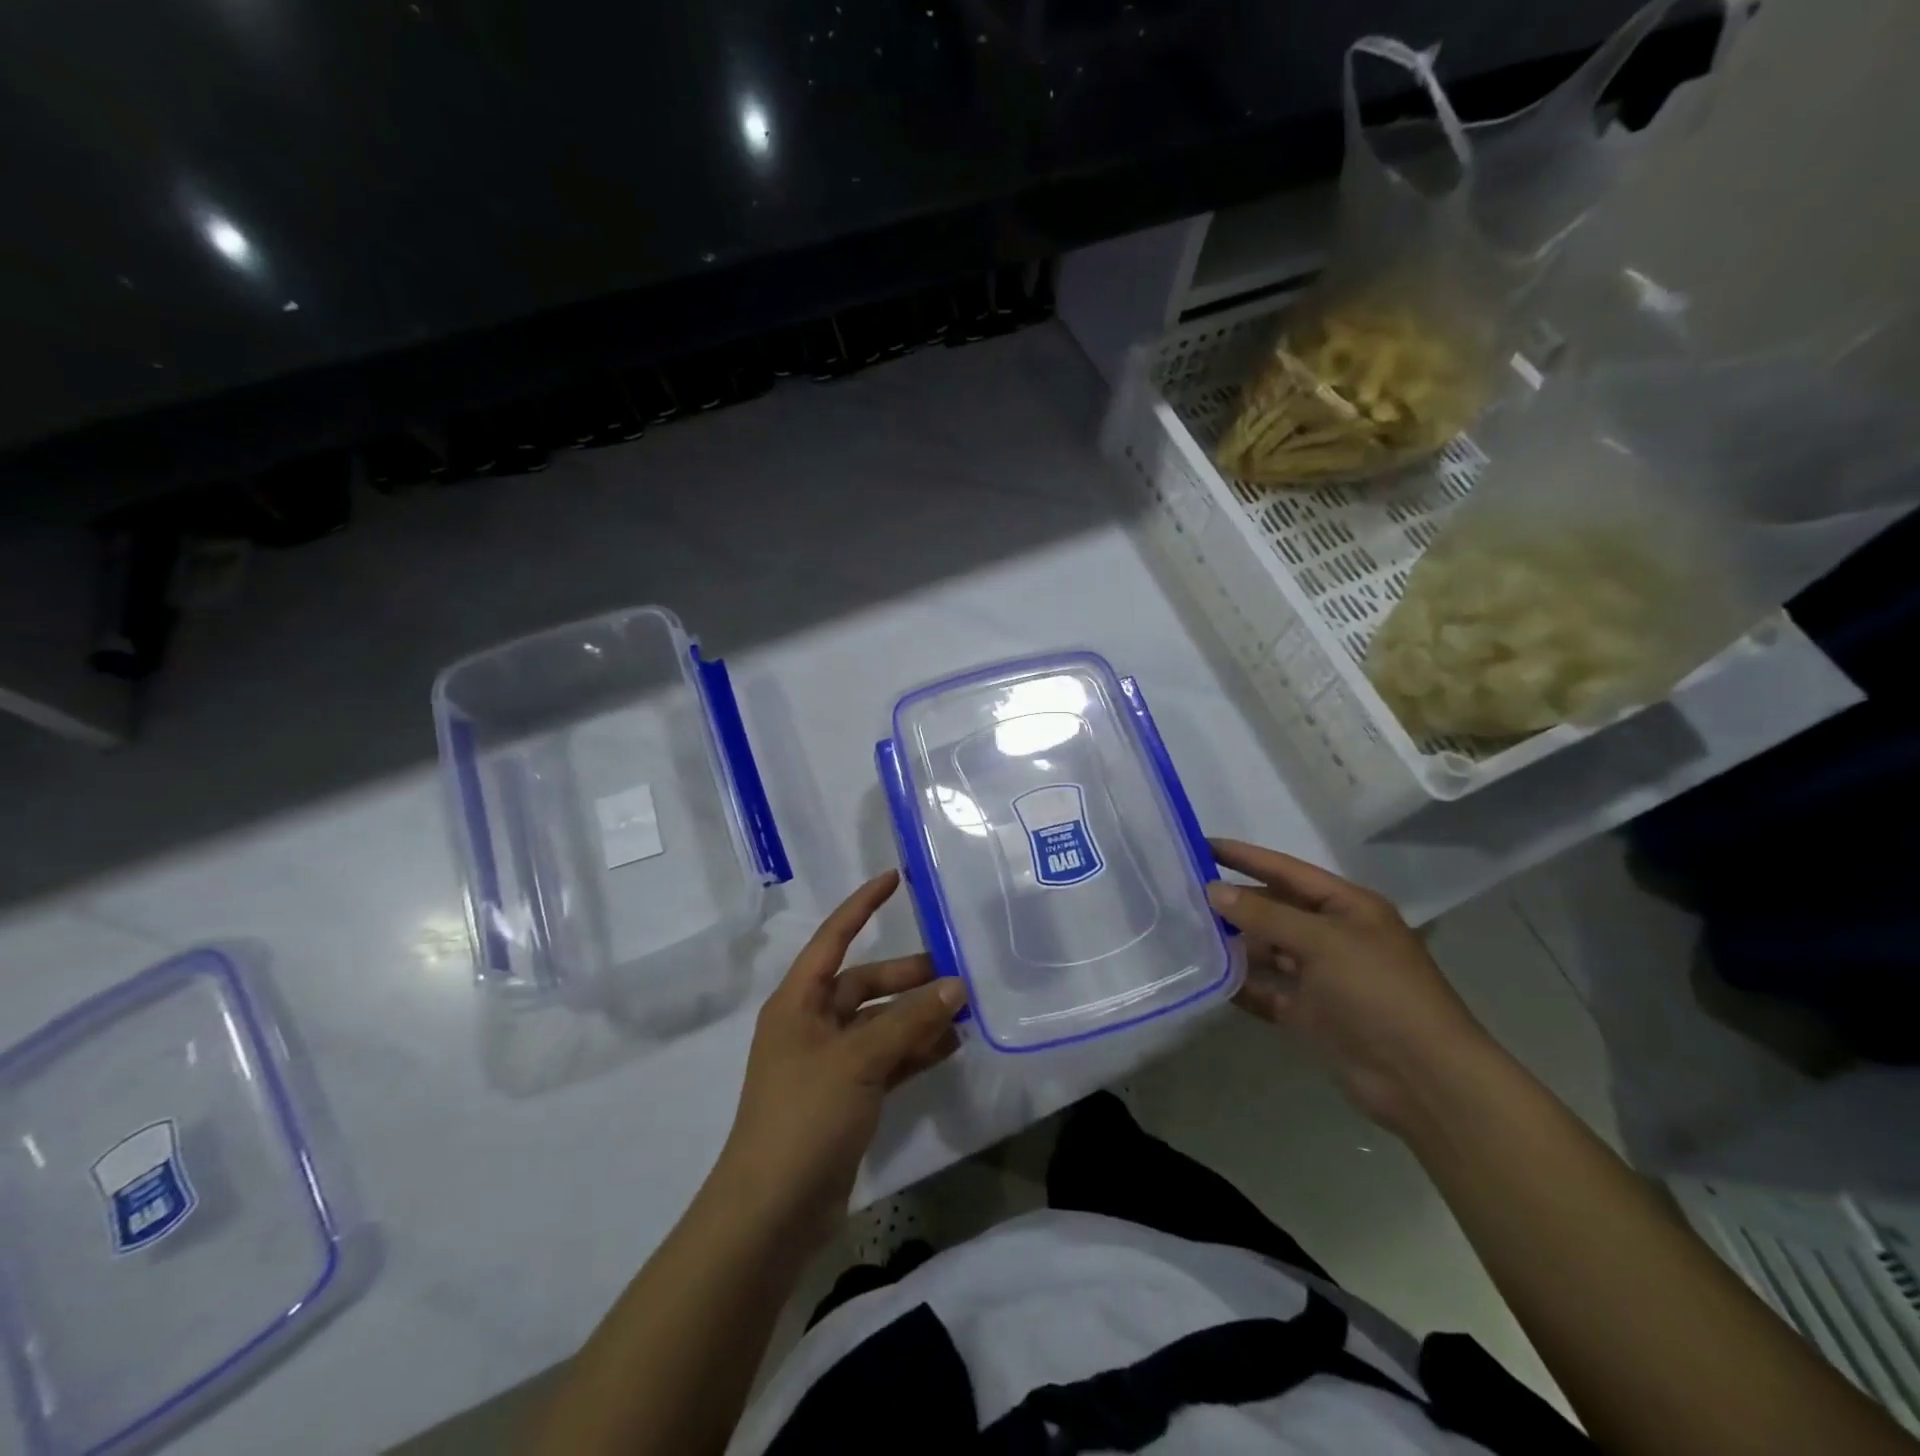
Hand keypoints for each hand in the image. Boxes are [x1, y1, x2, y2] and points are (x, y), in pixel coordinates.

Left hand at [716, 871, 966, 1247]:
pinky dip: (915, 1051)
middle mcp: (811, 1024)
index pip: (833, 938)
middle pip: (864, 983)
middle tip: (956, 974)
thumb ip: (909, 1021)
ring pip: (880, 1023)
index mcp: (798, 1002)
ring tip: (963, 1011)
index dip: (862, 906)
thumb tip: (956, 985)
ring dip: (917, 1016)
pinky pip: (887, 1059)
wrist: (772, 1213)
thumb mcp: (858, 1060)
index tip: (894, 879)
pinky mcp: (846, 1097)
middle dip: (907, 976)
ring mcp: (829, 1063)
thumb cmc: (804, 1117)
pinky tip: (950, 1048)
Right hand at [1205, 839, 1495, 1133]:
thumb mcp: (1322, 942)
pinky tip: (1207, 979)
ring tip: (1186, 933)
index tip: (1201, 844)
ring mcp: (1322, 977)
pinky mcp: (1312, 1014)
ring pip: (1268, 950)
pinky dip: (1242, 986)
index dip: (1245, 857)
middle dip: (1234, 903)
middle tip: (1182, 894)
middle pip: (1274, 910)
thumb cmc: (1378, 993)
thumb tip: (1212, 891)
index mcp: (1347, 908)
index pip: (1286, 871)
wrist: (1423, 1079)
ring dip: (1233, 944)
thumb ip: (1265, 915)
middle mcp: (1334, 936)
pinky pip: (1268, 991)